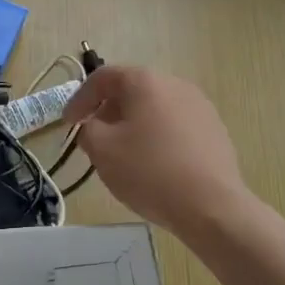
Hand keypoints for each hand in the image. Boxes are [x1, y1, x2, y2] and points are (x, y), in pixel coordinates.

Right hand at [61, 65, 252, 240]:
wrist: (212, 206)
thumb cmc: (150, 171)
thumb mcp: (102, 150)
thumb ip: (87, 130)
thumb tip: (93, 126)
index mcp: (145, 81)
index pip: (103, 77)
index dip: (80, 98)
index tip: (69, 124)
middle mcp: (175, 84)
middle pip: (132, 90)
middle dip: (108, 111)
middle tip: (95, 138)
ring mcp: (199, 106)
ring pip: (155, 108)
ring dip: (133, 124)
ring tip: (123, 153)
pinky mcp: (214, 130)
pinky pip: (175, 125)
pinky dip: (157, 136)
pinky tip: (154, 164)